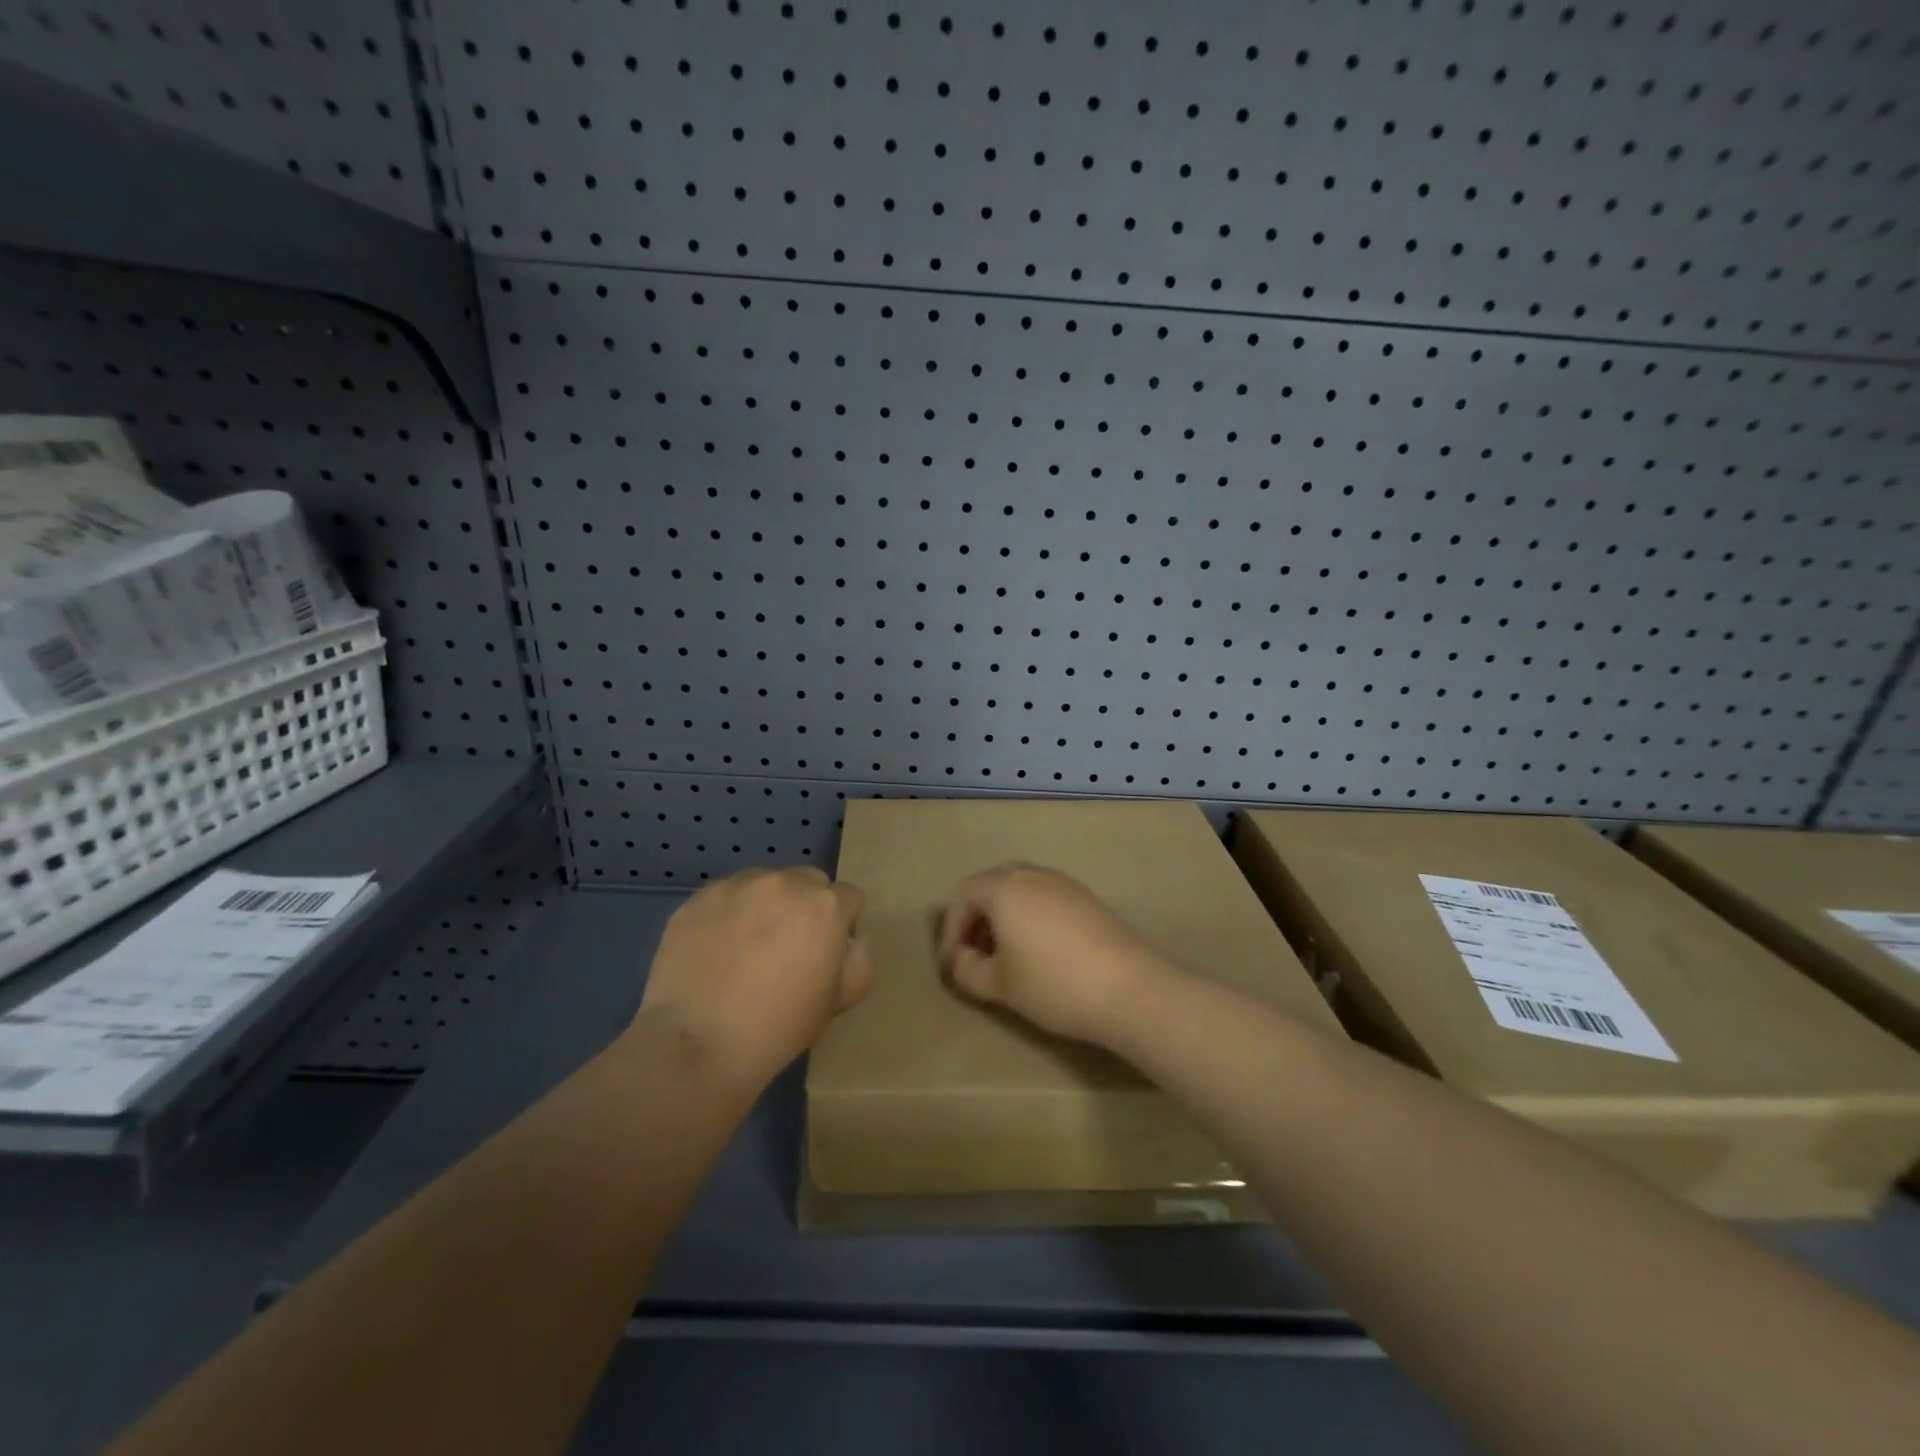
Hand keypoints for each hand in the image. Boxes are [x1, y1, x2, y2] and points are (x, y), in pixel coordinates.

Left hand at [638, 867, 869, 1094]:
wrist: (697, 1045)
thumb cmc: (778, 1027)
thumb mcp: (838, 1002)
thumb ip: (858, 962)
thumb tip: (851, 942)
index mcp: (825, 905)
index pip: (848, 897)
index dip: (843, 925)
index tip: (826, 954)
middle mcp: (783, 882)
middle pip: (808, 882)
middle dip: (806, 908)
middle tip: (788, 949)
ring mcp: (736, 886)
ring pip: (764, 884)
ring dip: (766, 906)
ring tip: (746, 949)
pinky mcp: (697, 899)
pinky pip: (724, 897)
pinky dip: (727, 916)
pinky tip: (716, 953)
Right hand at [937, 863, 1173, 1047]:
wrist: (1130, 989)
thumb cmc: (1053, 984)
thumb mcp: (999, 985)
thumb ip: (967, 970)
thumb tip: (960, 960)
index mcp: (1005, 888)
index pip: (963, 895)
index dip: (951, 929)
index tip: (953, 963)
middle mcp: (1033, 875)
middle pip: (992, 884)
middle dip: (977, 916)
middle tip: (976, 952)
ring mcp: (1064, 883)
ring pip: (1021, 888)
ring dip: (1004, 915)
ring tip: (1006, 954)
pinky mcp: (1088, 898)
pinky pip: (1046, 897)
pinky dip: (1031, 915)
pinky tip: (1040, 950)